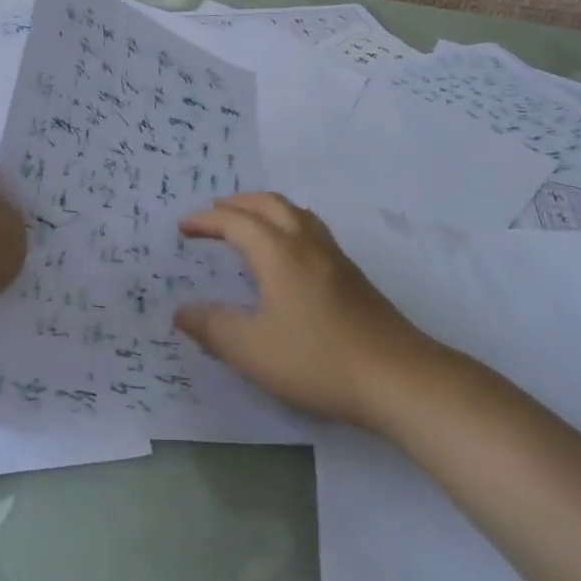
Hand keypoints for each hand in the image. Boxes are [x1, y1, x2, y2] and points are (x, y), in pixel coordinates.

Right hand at [177, 193, 433, 428]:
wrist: (398, 377)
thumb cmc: (318, 359)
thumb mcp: (253, 351)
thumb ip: (213, 328)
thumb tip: (182, 311)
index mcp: (278, 252)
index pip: (235, 222)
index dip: (206, 221)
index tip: (183, 228)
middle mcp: (306, 243)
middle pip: (268, 204)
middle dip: (237, 203)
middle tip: (213, 214)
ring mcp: (334, 256)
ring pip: (295, 212)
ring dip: (265, 209)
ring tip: (248, 223)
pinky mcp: (352, 275)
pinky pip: (311, 229)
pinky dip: (287, 224)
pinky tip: (288, 253)